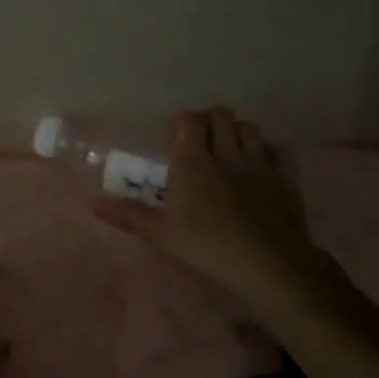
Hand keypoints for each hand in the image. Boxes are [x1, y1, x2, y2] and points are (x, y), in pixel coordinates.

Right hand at [94, 107, 324, 316]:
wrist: (267, 262)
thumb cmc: (206, 245)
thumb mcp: (160, 234)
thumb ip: (128, 214)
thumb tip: (92, 203)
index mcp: (193, 161)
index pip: (187, 120)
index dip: (179, 124)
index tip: (172, 142)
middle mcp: (226, 152)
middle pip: (220, 115)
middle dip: (209, 122)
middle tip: (200, 144)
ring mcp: (260, 163)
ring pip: (250, 127)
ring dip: (238, 133)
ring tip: (229, 153)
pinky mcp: (286, 177)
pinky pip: (279, 149)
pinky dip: (269, 151)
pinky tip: (262, 165)